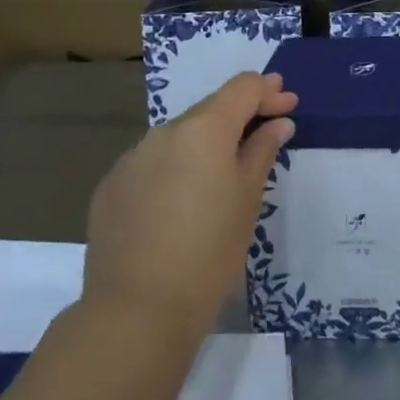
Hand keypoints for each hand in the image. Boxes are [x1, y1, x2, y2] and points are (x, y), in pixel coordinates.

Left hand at [84, 72, 296, 336]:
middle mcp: (164, 133)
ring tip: (223, 174)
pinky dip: (174, 170)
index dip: (269, 92)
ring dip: (205, 146)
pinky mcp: (110, 189)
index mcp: (203, 129)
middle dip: (239, 117)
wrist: (136, 312)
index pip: (242, 88)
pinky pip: (152, 166)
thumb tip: (277, 124)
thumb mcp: (248, 198)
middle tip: (265, 132)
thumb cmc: (210, 252)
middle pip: (210, 110)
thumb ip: (262, 151)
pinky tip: (181, 202)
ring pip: (178, 139)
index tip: (289, 105)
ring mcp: (131, 159)